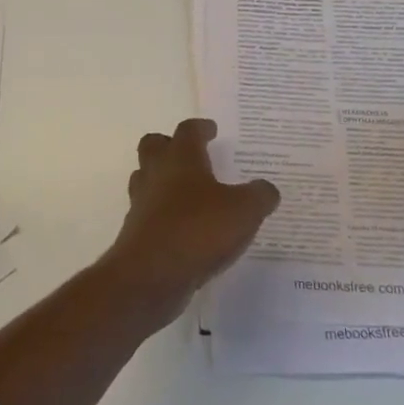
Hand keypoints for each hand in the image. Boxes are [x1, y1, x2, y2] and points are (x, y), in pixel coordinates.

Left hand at [97, 118, 280, 327]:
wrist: (151, 276)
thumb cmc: (198, 230)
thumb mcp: (244, 211)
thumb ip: (259, 195)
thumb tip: (266, 188)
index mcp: (181, 160)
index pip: (187, 131)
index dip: (200, 128)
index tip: (211, 130)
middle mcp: (156, 175)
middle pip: (153, 147)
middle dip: (169, 145)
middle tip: (191, 155)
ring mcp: (142, 204)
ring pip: (145, 179)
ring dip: (162, 180)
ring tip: (188, 192)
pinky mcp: (136, 234)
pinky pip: (149, 213)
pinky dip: (164, 214)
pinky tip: (185, 229)